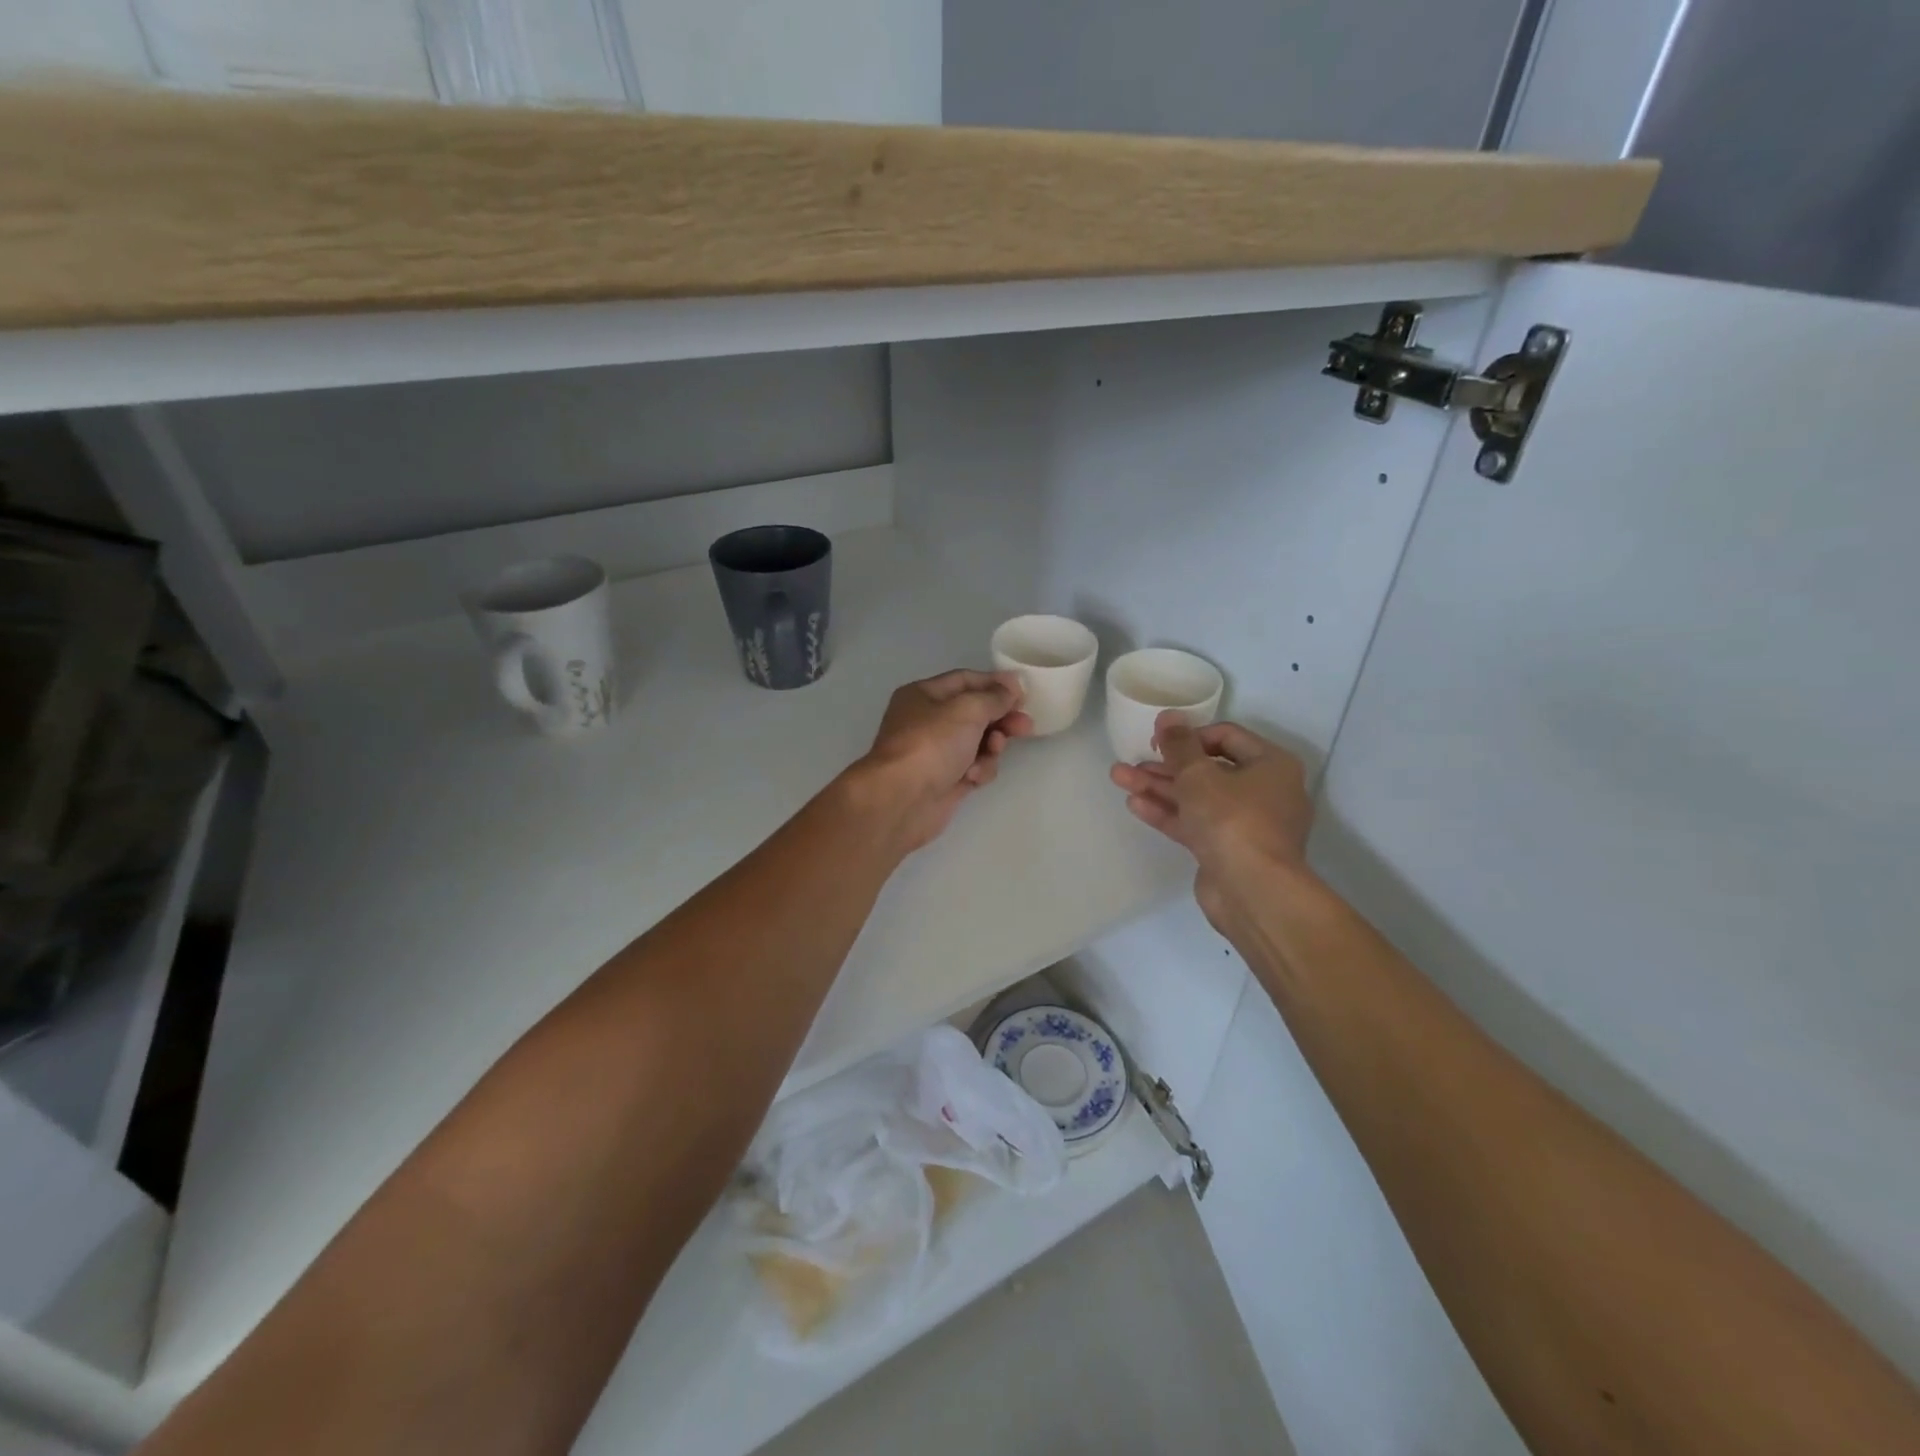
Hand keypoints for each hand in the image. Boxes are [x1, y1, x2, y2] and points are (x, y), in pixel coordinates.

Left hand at [854, 669, 1033, 852]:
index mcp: (923, 695)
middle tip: (1026, 726)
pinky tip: (973, 776)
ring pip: (978, 742)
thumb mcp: (967, 709)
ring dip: (992, 746)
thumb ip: (995, 696)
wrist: (902, 800)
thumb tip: (1013, 685)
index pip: (965, 680)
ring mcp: (937, 753)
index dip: (995, 684)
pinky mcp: (946, 780)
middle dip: (1001, 718)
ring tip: (994, 750)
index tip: (1024, 692)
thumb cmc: (931, 744)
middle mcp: (928, 721)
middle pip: (975, 713)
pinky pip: (974, 768)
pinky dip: (979, 770)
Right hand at [1109, 714, 1314, 931]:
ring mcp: (1245, 824)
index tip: (1158, 740)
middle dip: (1166, 765)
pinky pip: (1195, 823)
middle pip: (1208, 769)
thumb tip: (1169, 716)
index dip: (1189, 734)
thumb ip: (1179, 744)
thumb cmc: (1232, 819)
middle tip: (1132, 760)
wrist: (1252, 891)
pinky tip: (1135, 804)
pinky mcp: (1227, 850)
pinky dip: (1168, 813)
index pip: (1226, 736)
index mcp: (1271, 765)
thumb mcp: (1198, 774)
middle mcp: (1264, 791)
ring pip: (1197, 797)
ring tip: (1119, 777)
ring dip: (1159, 787)